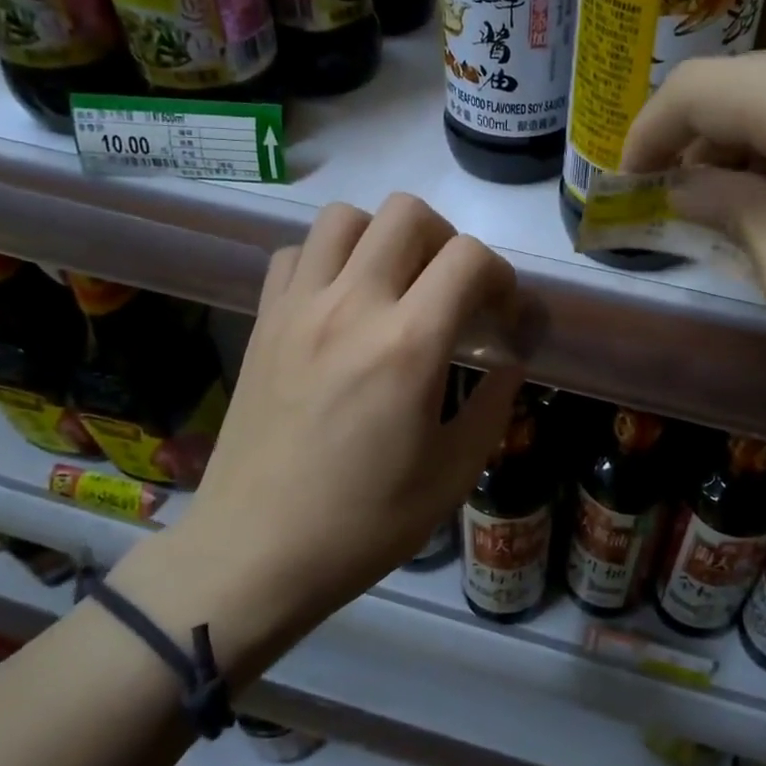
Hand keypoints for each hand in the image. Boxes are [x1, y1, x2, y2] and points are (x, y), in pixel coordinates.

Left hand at [112, 194, 523, 676]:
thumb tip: (509, 363)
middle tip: (451, 292)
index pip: (469, 258)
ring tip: (396, 285)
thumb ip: (493, 407)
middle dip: (447, 240)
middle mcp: (351, 306)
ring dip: (384, 238)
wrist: (256, 552)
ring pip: (346, 217)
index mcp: (408, 346)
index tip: (501, 316)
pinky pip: (297, 252)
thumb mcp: (452, 475)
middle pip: (407, 213)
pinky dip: (328, 258)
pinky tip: (341, 302)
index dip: (501, 276)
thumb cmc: (364, 524)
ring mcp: (299, 308)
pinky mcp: (264, 321)